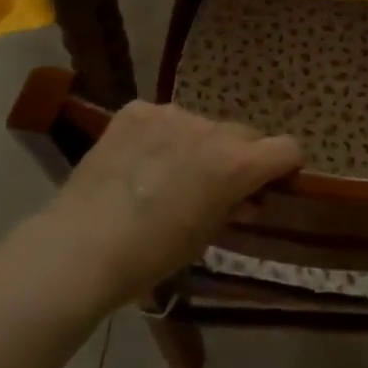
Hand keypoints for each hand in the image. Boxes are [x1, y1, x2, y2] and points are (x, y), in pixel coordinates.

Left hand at [42, 101, 301, 309]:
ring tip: (165, 176)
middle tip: (213, 186)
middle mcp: (212, 128)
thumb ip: (234, 206)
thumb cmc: (151, 256)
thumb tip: (247, 197)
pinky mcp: (136, 110)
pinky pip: (162, 119)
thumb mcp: (206, 236)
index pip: (286, 148)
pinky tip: (137, 163)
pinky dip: (159, 137)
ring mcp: (172, 114)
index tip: (271, 184)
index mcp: (236, 163)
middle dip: (238, 157)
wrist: (80, 248)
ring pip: (201, 125)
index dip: (284, 166)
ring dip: (197, 145)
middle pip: (243, 134)